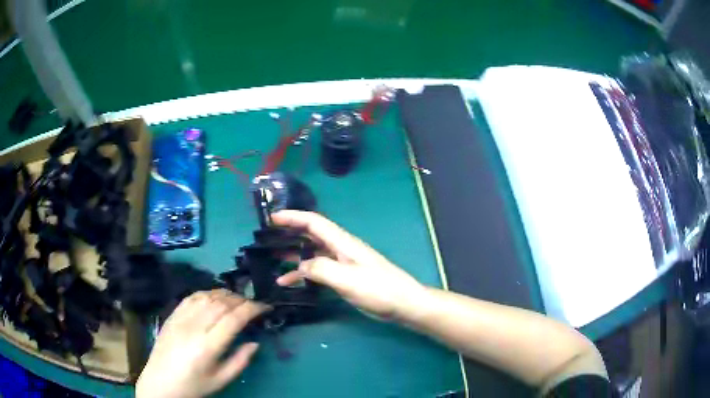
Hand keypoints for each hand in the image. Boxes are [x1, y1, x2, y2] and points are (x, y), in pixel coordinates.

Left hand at [136, 289, 267, 397]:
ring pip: (207, 296)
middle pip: (221, 303)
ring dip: (226, 294)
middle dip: (242, 300)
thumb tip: (255, 343)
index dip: (253, 309)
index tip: (266, 307)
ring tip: (238, 300)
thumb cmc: (194, 386)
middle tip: (254, 306)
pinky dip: (207, 293)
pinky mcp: (172, 315)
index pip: (234, 318)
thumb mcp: (221, 380)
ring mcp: (180, 318)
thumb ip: (240, 361)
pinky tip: (215, 298)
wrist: (160, 382)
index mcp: (207, 347)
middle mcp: (193, 327)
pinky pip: (192, 296)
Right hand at [272, 210, 426, 319]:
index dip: (292, 217)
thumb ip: (320, 269)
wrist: (403, 304)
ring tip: (271, 260)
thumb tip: (300, 266)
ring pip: (313, 253)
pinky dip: (304, 273)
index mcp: (342, 242)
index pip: (314, 222)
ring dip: (293, 255)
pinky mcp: (345, 277)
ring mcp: (343, 263)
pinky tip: (289, 282)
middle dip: (289, 233)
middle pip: (311, 235)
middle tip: (266, 238)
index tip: (272, 218)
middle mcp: (341, 248)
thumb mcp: (347, 279)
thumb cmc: (378, 289)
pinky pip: (319, 270)